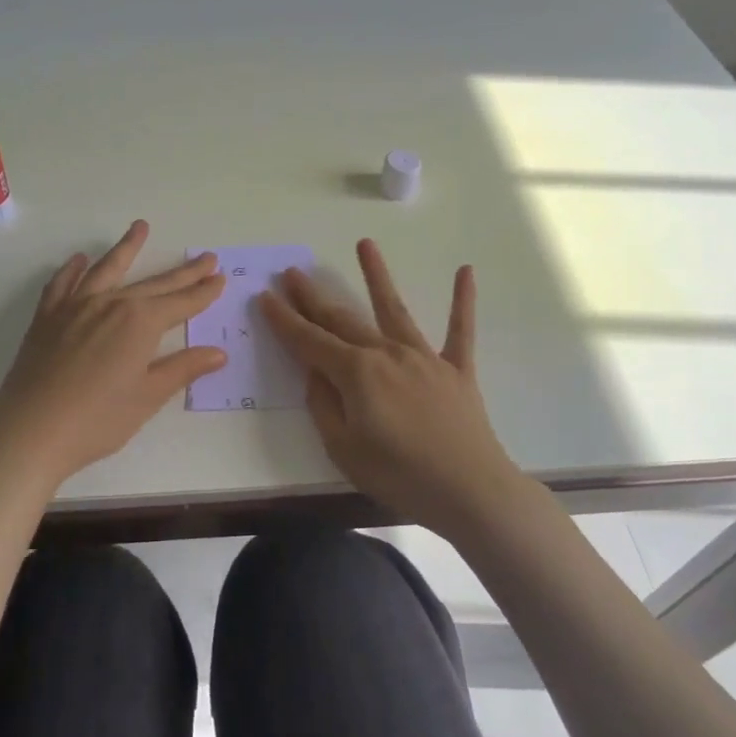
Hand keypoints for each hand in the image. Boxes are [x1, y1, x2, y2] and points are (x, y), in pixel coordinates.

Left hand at [0, 221, 227, 490]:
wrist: (30, 431)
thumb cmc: (97, 420)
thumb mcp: (148, 397)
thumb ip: (182, 368)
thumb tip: (217, 352)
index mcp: (140, 322)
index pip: (181, 302)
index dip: (203, 292)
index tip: (220, 277)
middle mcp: (111, 303)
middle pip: (154, 283)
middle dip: (183, 272)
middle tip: (205, 256)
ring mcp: (76, 306)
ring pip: (107, 268)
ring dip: (127, 247)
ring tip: (140, 227)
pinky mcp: (48, 317)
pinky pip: (63, 283)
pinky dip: (73, 269)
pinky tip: (79, 260)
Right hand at [259, 239, 525, 536]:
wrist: (470, 492)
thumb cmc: (399, 476)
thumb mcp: (343, 449)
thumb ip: (324, 405)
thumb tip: (315, 372)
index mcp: (356, 373)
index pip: (309, 340)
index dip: (284, 319)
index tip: (265, 296)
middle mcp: (386, 353)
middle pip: (343, 319)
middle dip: (313, 296)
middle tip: (293, 272)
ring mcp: (424, 357)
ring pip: (394, 309)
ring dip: (377, 275)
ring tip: (364, 244)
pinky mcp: (456, 369)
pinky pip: (459, 330)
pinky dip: (462, 300)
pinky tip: (465, 271)